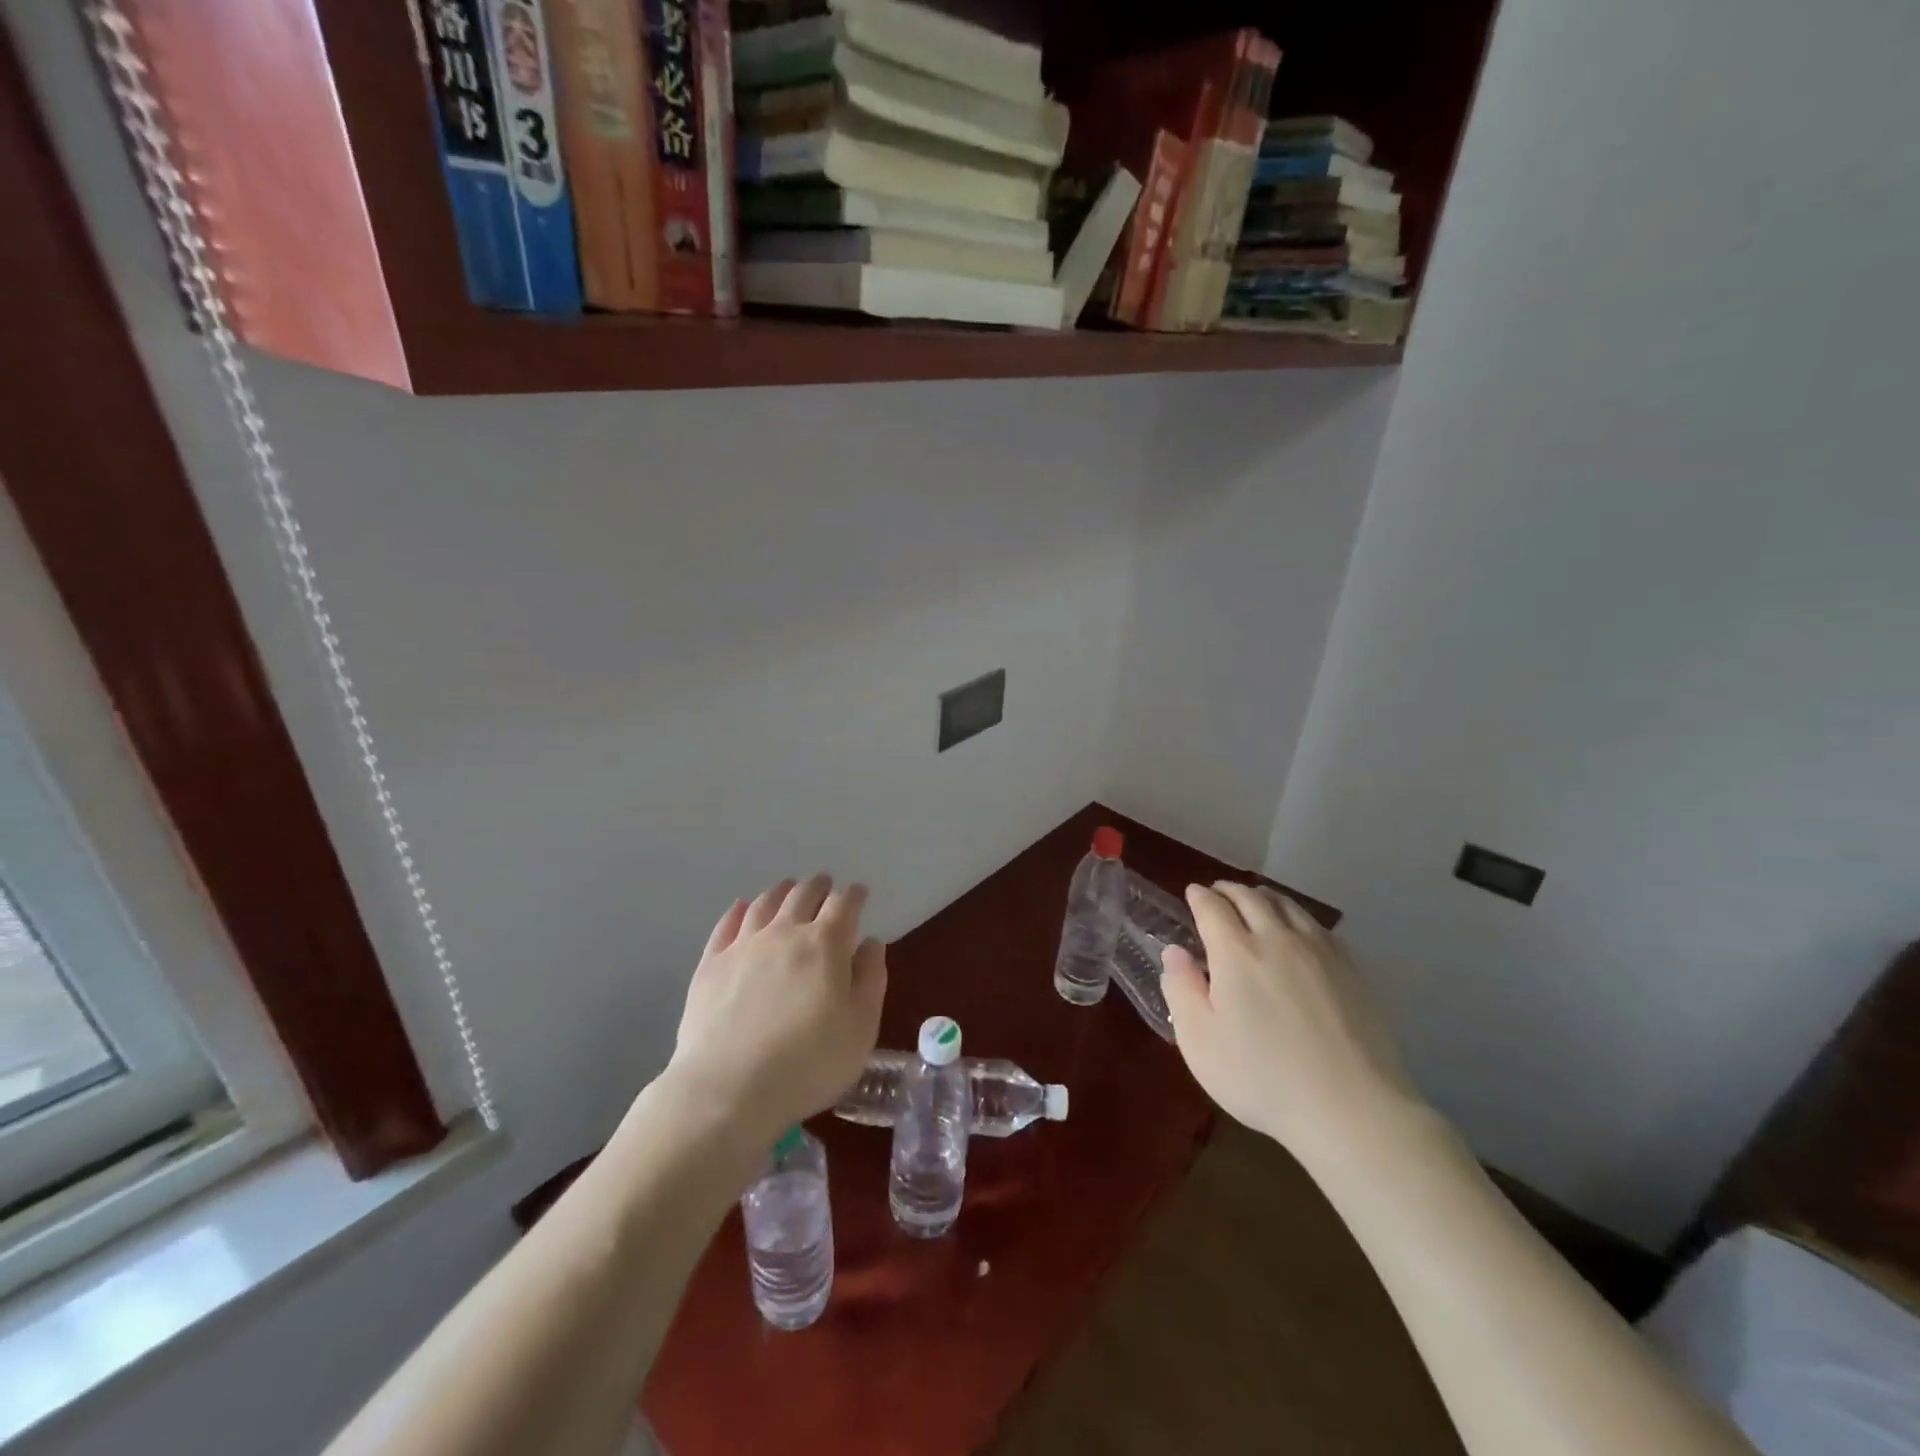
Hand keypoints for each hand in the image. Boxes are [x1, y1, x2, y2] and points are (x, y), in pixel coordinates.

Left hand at [664, 875, 886, 1146]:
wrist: (728, 1089)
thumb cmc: (808, 1063)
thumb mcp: (861, 1027)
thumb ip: (870, 979)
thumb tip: (870, 942)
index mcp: (825, 944)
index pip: (844, 905)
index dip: (854, 895)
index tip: (859, 893)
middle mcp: (784, 933)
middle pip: (803, 895)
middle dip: (818, 886)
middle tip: (825, 884)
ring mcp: (743, 946)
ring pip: (765, 904)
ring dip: (781, 892)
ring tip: (787, 888)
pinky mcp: (710, 965)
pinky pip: (726, 925)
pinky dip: (739, 911)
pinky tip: (742, 908)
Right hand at [1161, 883, 1425, 1166]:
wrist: (1351, 1109)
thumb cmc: (1262, 1077)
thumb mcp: (1200, 1042)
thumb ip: (1181, 989)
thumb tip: (1174, 952)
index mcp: (1236, 951)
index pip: (1212, 907)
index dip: (1199, 897)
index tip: (1192, 893)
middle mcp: (1277, 938)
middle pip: (1251, 897)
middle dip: (1229, 890)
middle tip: (1218, 892)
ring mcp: (1320, 951)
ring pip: (1288, 905)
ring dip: (1264, 896)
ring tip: (1255, 901)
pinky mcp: (1352, 970)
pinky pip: (1318, 926)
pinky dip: (1297, 916)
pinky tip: (1298, 930)